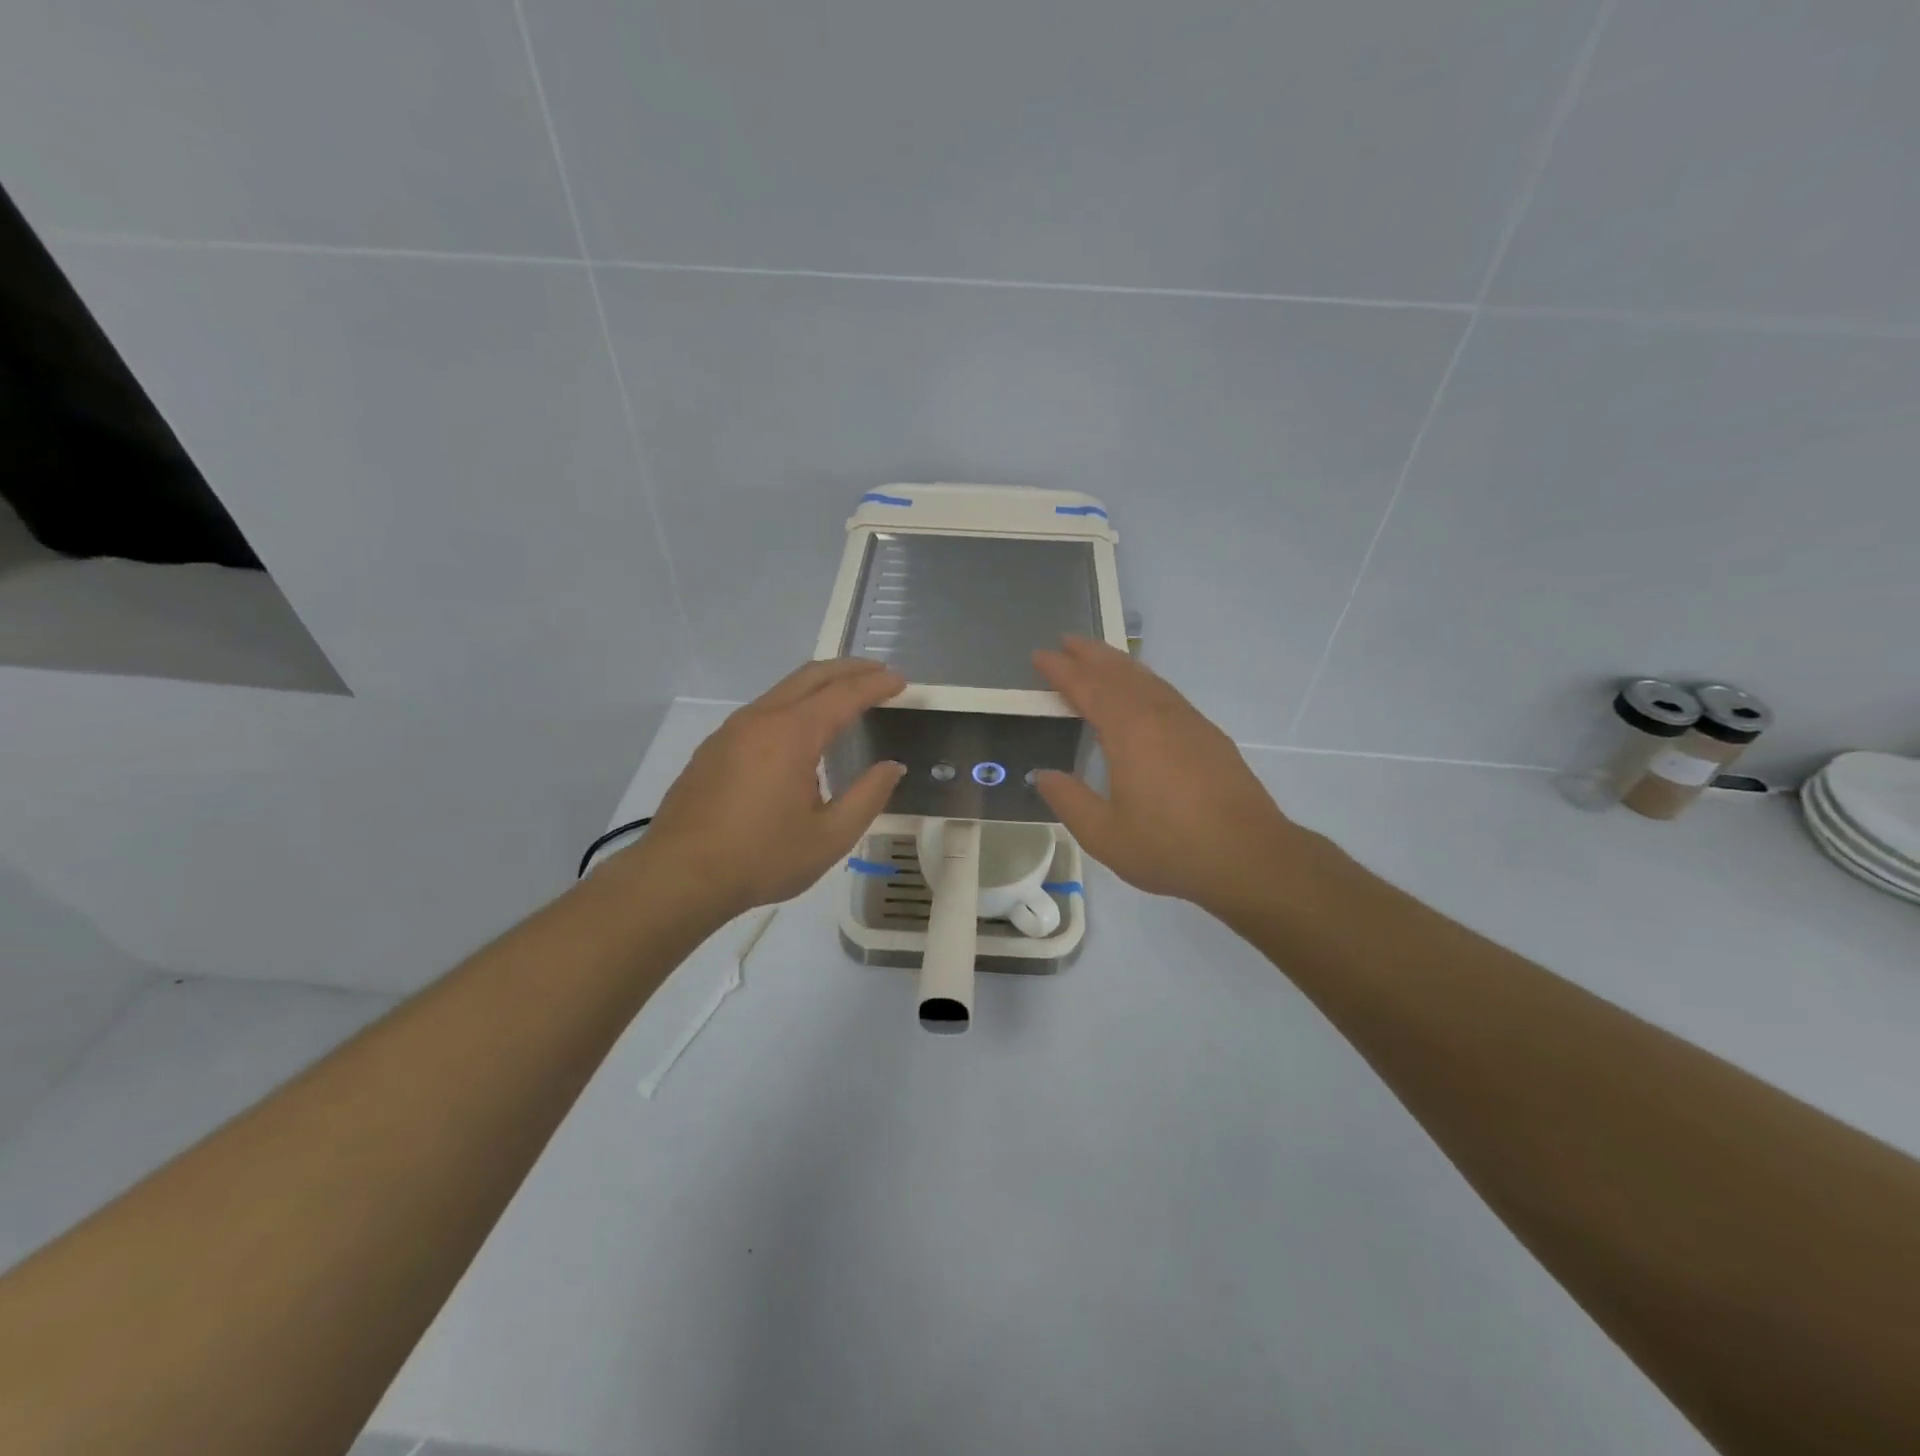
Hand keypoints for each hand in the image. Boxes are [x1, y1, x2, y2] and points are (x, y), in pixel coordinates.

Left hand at [639, 658, 906, 919]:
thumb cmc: (761, 858)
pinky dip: (794, 704)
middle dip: (849, 668)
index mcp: (792, 734)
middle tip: (879, 673)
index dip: (876, 685)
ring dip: (820, 684)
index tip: (901, 681)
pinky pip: (763, 710)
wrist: (678, 876)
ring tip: (846, 696)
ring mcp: (732, 730)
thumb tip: (892, 767)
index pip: (844, 694)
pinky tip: (802, 731)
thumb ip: (868, 796)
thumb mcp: (830, 837)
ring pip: (783, 690)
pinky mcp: (714, 747)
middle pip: (811, 675)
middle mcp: (761, 719)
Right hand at [1032, 637, 1318, 915]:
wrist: (1249, 858)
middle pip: (1120, 673)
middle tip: (1066, 640)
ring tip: (1099, 658)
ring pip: (1148, 679)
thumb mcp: (1104, 835)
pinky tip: (1143, 693)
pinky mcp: (1209, 736)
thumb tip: (1043, 775)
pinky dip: (1144, 681)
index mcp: (1130, 732)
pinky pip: (1167, 693)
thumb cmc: (1170, 848)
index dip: (1062, 671)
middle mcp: (1160, 715)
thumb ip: (1069, 800)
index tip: (1040, 656)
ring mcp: (1189, 722)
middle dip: (1091, 655)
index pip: (1088, 689)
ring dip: (1119, 664)